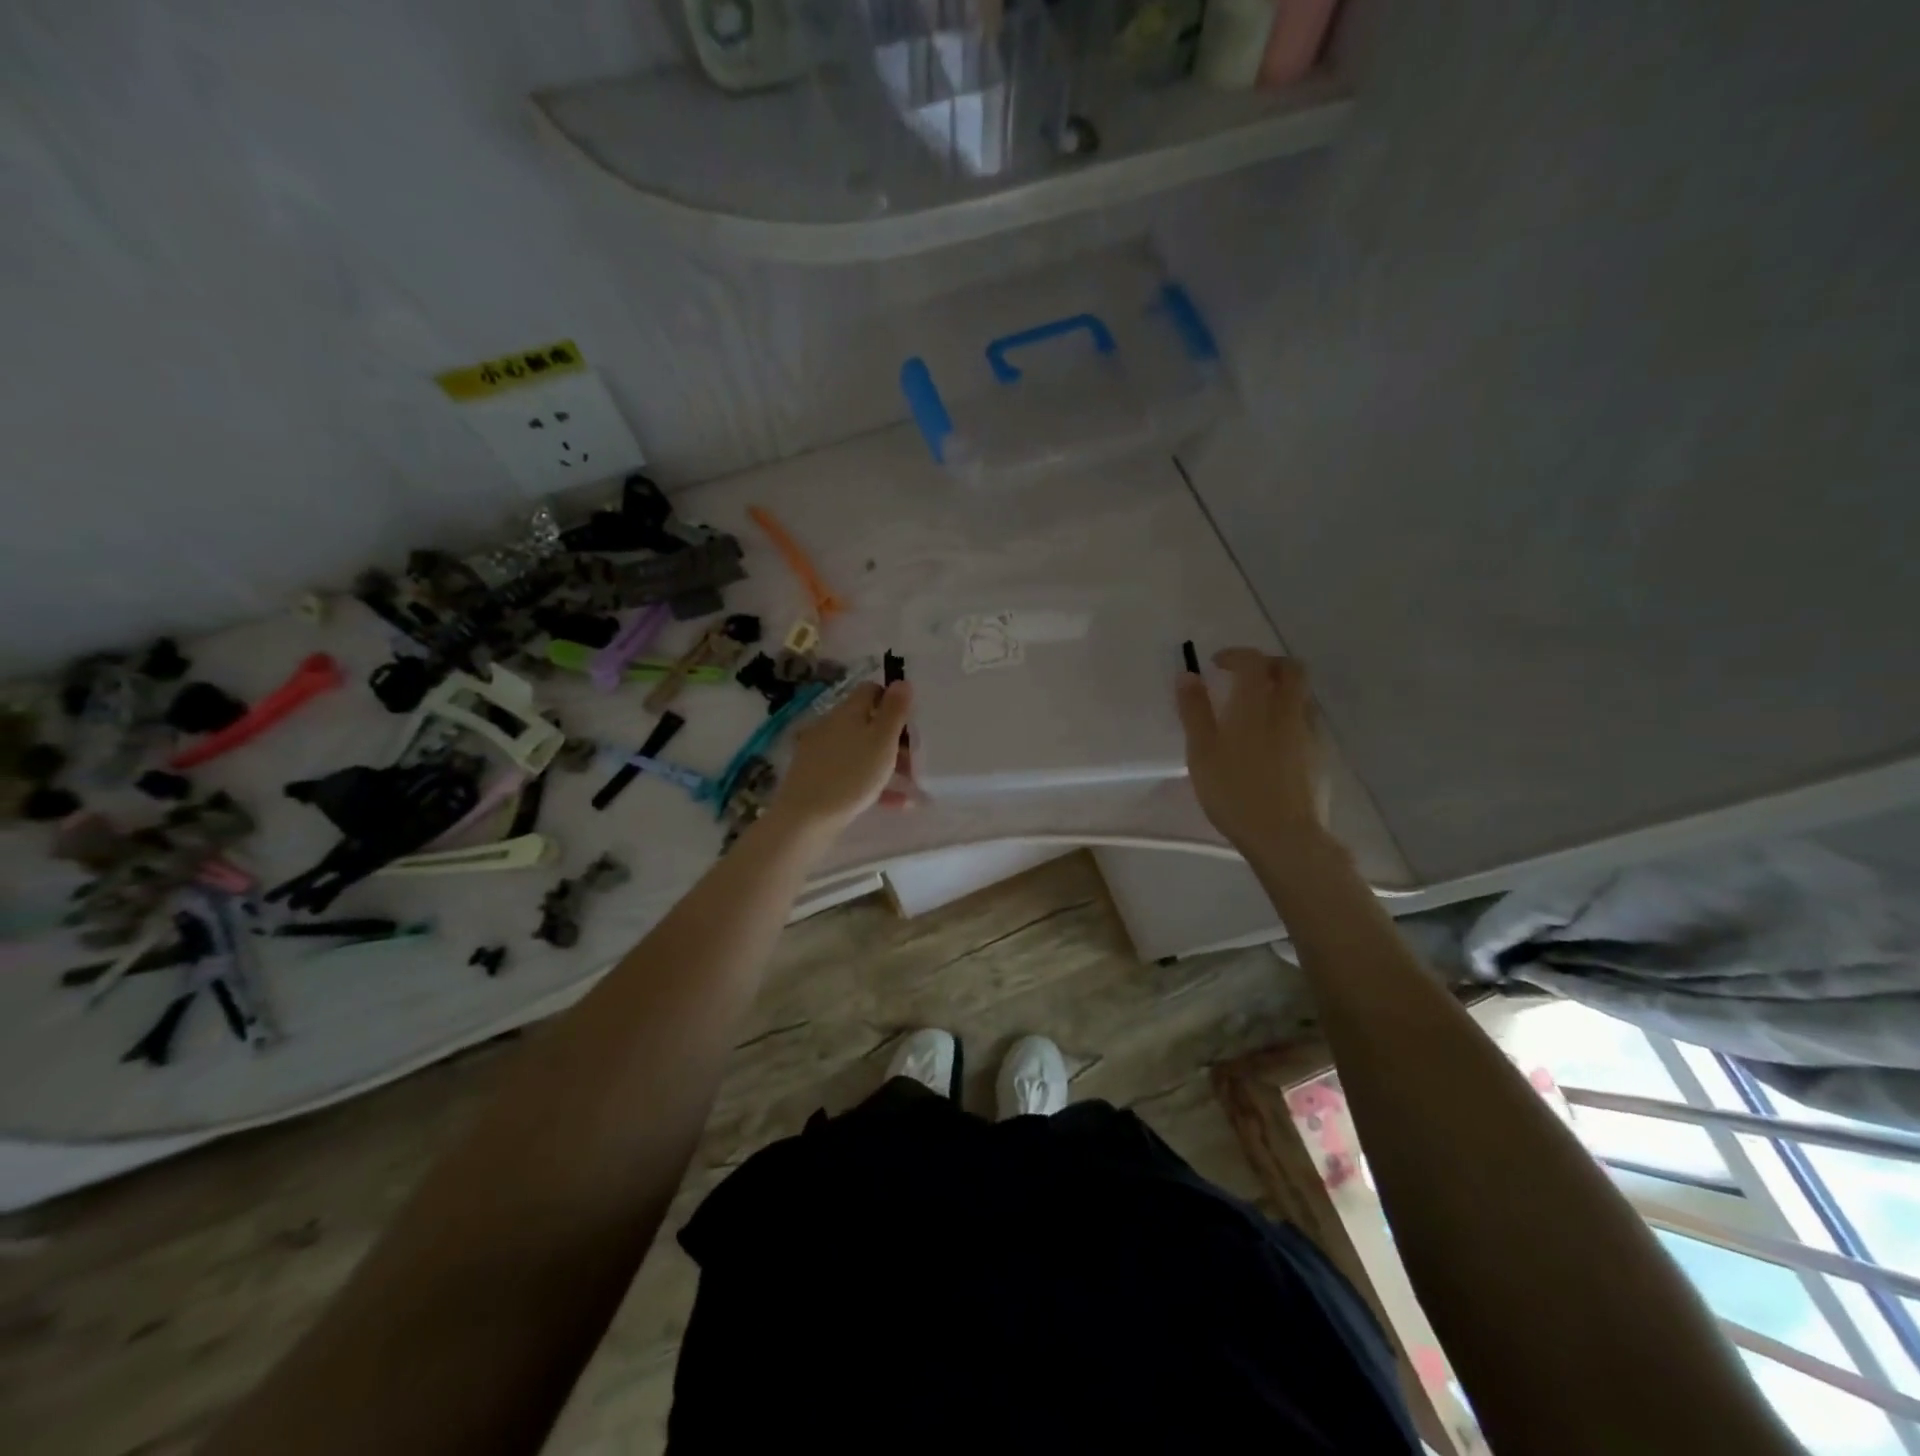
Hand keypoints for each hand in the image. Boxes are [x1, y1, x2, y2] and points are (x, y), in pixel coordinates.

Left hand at [765, 681, 911, 836]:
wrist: (806, 817)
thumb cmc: (851, 775)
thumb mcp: (881, 740)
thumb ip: (894, 710)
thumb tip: (901, 681)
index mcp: (847, 711)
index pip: (871, 690)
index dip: (893, 701)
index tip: (911, 722)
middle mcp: (831, 725)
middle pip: (867, 722)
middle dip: (894, 738)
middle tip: (914, 759)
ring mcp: (821, 752)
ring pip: (861, 750)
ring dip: (887, 763)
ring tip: (910, 785)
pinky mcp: (816, 777)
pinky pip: (851, 772)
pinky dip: (873, 782)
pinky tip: (894, 803)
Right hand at [1176, 649, 1328, 852]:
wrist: (1285, 836)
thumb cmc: (1234, 792)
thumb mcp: (1201, 752)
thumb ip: (1194, 711)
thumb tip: (1187, 675)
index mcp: (1257, 704)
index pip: (1253, 661)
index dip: (1235, 655)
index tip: (1216, 664)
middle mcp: (1289, 710)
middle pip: (1291, 669)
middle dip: (1267, 664)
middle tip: (1244, 678)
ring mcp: (1311, 732)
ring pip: (1303, 695)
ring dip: (1282, 690)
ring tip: (1258, 712)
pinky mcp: (1322, 755)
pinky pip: (1308, 721)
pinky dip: (1290, 717)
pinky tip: (1274, 743)